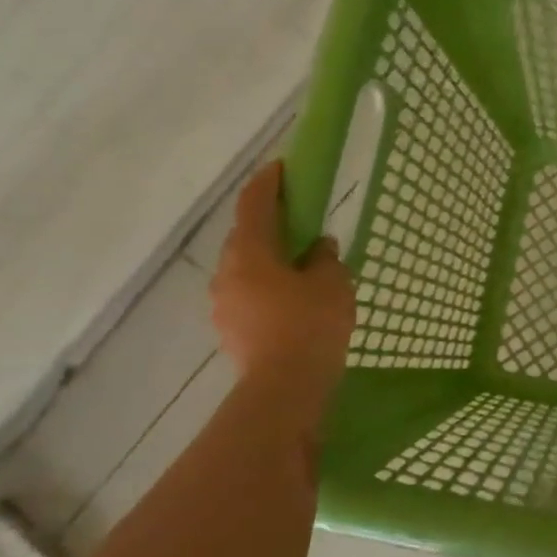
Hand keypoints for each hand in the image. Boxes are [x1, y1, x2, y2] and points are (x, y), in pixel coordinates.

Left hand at [212, 161, 356, 385]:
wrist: (284, 389)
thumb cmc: (310, 324)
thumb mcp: (332, 283)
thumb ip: (325, 258)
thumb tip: (319, 247)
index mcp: (250, 252)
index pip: (254, 204)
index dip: (267, 182)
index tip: (281, 168)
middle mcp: (227, 273)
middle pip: (246, 237)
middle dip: (270, 225)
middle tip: (298, 223)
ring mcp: (224, 304)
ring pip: (246, 270)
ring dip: (269, 261)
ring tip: (300, 268)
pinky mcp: (231, 330)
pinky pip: (249, 296)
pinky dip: (268, 289)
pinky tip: (292, 303)